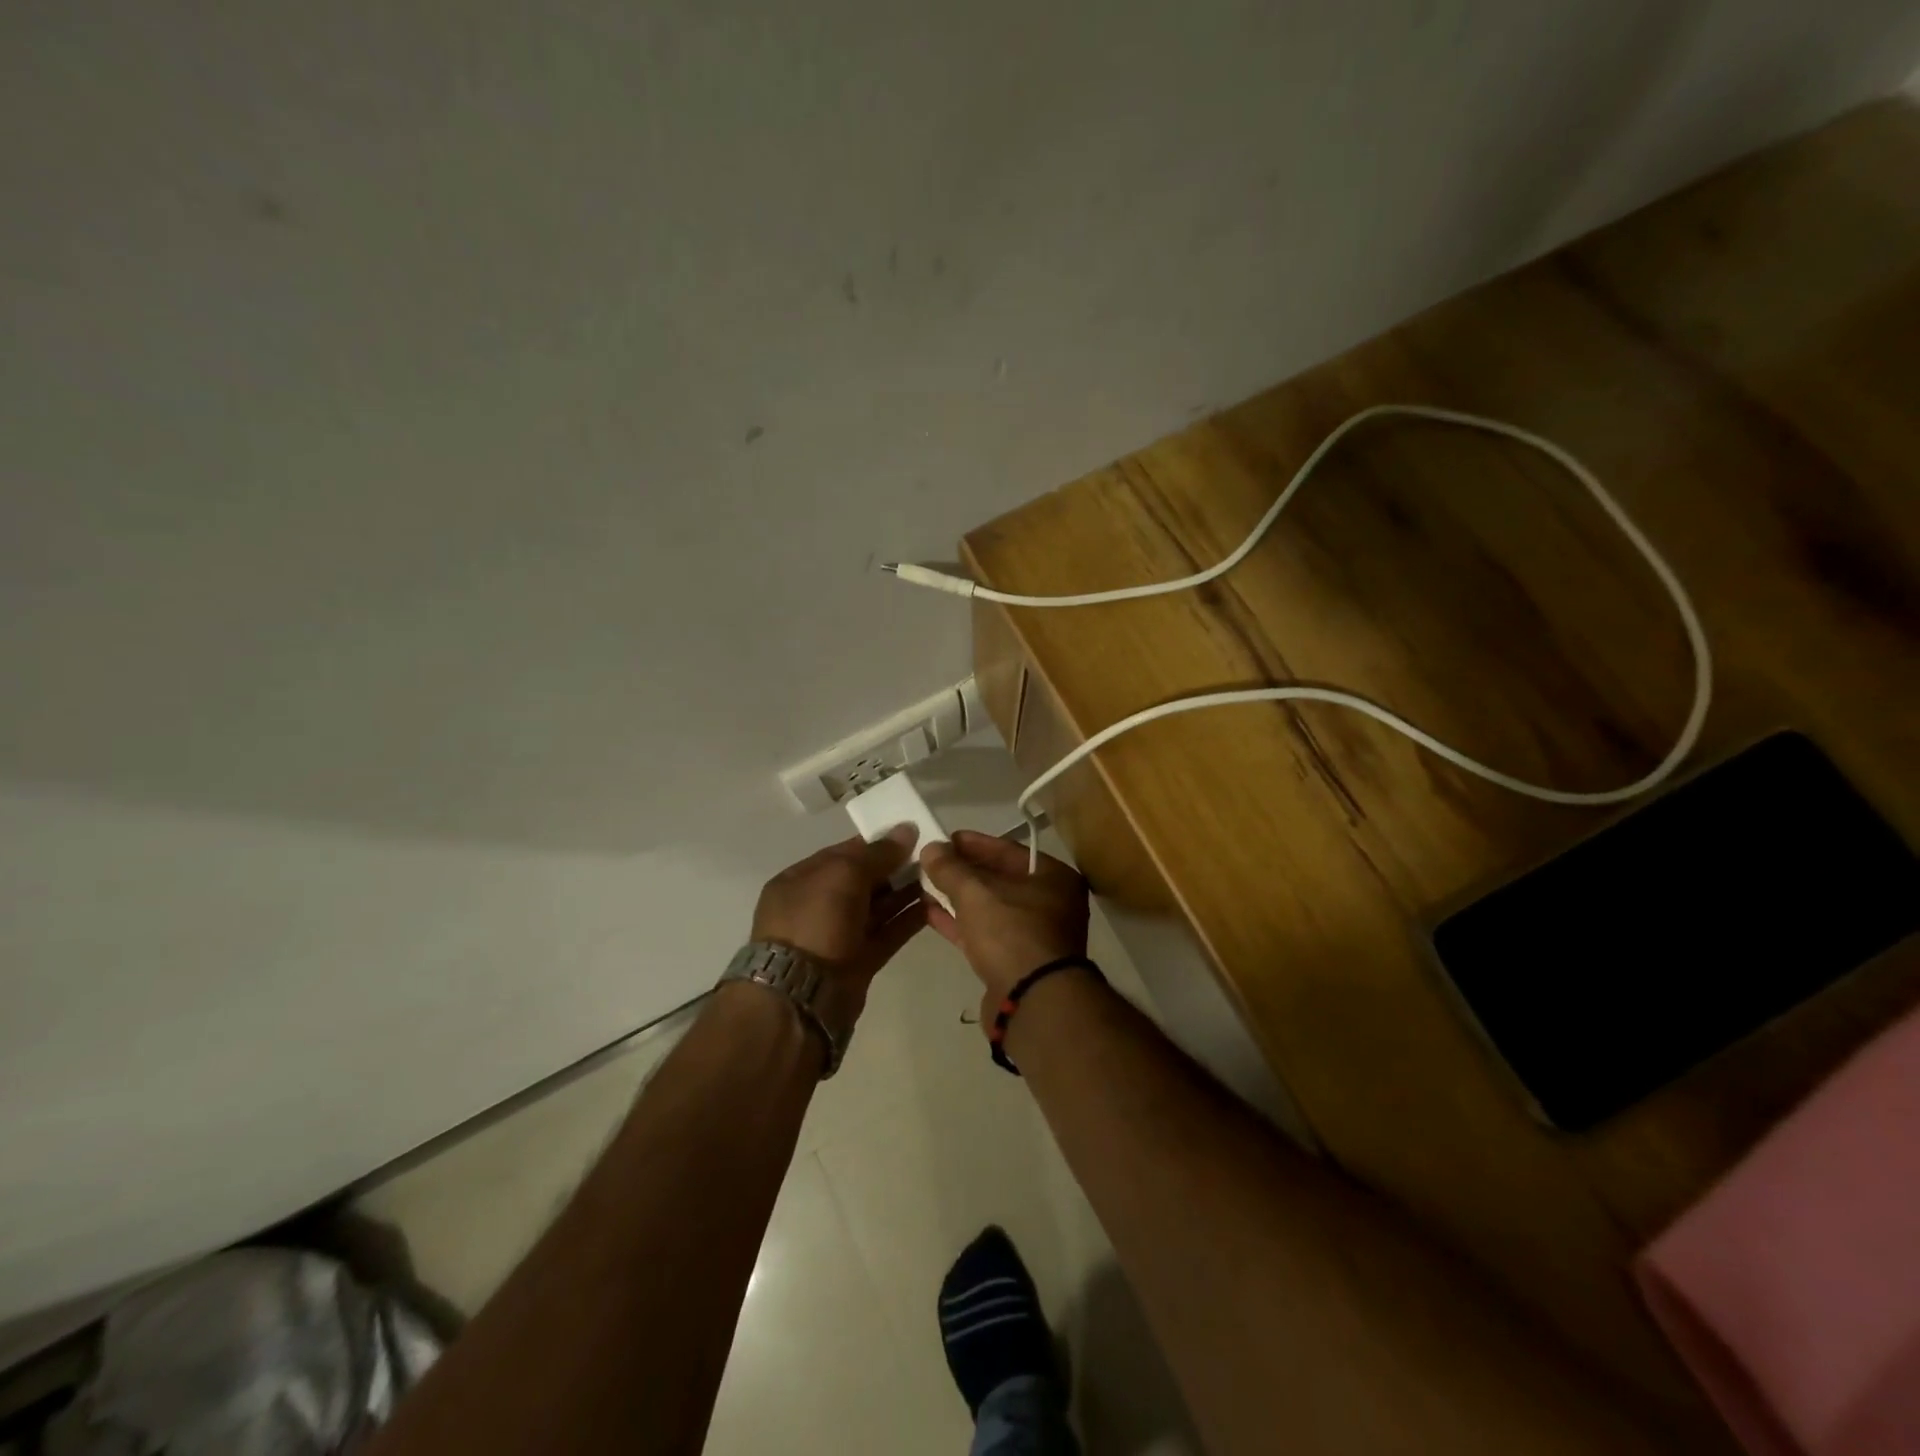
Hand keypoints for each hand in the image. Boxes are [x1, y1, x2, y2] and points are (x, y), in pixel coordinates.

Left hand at [751, 831, 927, 1016]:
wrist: (801, 997)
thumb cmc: (814, 922)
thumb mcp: (842, 875)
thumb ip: (877, 853)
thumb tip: (906, 830)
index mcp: (801, 880)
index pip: (843, 853)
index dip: (877, 843)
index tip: (911, 835)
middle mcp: (817, 905)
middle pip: (862, 879)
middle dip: (895, 867)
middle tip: (932, 856)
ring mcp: (838, 935)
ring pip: (877, 906)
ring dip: (905, 892)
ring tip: (939, 877)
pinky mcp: (858, 961)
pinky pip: (887, 932)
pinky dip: (908, 919)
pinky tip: (934, 905)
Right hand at [920, 831, 1089, 1004]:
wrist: (1032, 1002)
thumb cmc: (1012, 933)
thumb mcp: (976, 893)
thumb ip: (951, 869)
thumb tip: (930, 848)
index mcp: (1054, 878)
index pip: (1009, 850)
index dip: (975, 843)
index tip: (946, 839)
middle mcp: (1051, 904)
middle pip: (1001, 880)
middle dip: (964, 872)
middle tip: (932, 862)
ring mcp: (1034, 936)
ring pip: (991, 909)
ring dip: (959, 897)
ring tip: (925, 884)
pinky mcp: (1016, 963)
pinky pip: (986, 934)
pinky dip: (961, 923)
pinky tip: (931, 914)